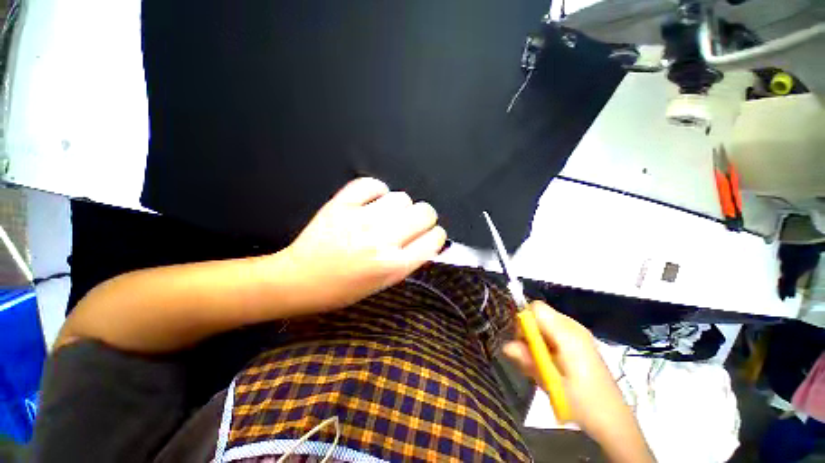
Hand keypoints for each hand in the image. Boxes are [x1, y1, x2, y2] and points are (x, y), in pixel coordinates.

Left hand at [282, 177, 446, 310]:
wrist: (300, 280)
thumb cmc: (344, 289)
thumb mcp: (384, 284)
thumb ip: (410, 261)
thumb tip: (429, 241)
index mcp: (394, 265)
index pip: (434, 239)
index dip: (436, 236)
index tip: (428, 236)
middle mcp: (382, 240)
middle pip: (425, 212)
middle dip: (424, 218)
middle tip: (411, 224)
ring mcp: (361, 220)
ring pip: (402, 197)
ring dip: (400, 207)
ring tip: (387, 215)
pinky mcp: (341, 205)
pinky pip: (371, 184)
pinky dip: (376, 191)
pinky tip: (372, 201)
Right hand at [503, 302, 654, 462]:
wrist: (614, 420)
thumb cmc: (583, 403)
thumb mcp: (551, 383)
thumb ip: (528, 361)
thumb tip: (506, 345)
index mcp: (568, 334)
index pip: (537, 308)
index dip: (524, 320)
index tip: (521, 341)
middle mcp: (573, 328)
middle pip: (540, 315)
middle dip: (529, 331)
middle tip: (529, 356)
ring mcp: (579, 334)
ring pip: (545, 323)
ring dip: (537, 339)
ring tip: (541, 364)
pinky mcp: (580, 342)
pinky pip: (554, 331)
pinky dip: (546, 343)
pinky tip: (551, 364)